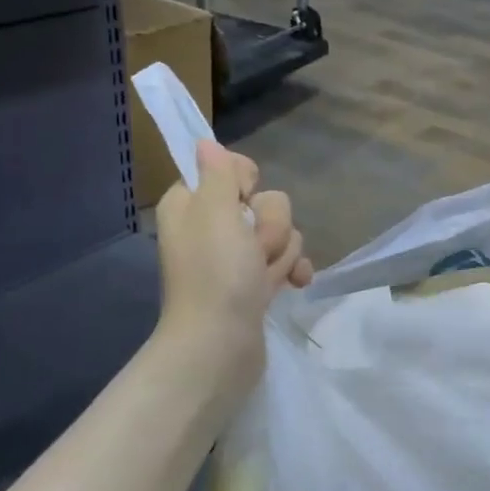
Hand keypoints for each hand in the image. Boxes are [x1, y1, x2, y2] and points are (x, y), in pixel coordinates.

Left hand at [154, 141, 311, 392]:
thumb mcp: (215, 212)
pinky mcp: (255, 284)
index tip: (244, 203)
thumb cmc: (216, 275)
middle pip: (263, 202)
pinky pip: (286, 261)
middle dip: (270, 226)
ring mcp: (236, 259)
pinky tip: (297, 284)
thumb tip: (205, 143)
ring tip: (264, 279)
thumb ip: (218, 173)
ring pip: (280, 232)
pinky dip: (293, 270)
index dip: (246, 184)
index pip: (231, 169)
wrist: (219, 347)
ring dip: (280, 253)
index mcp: (192, 204)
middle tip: (253, 251)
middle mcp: (212, 227)